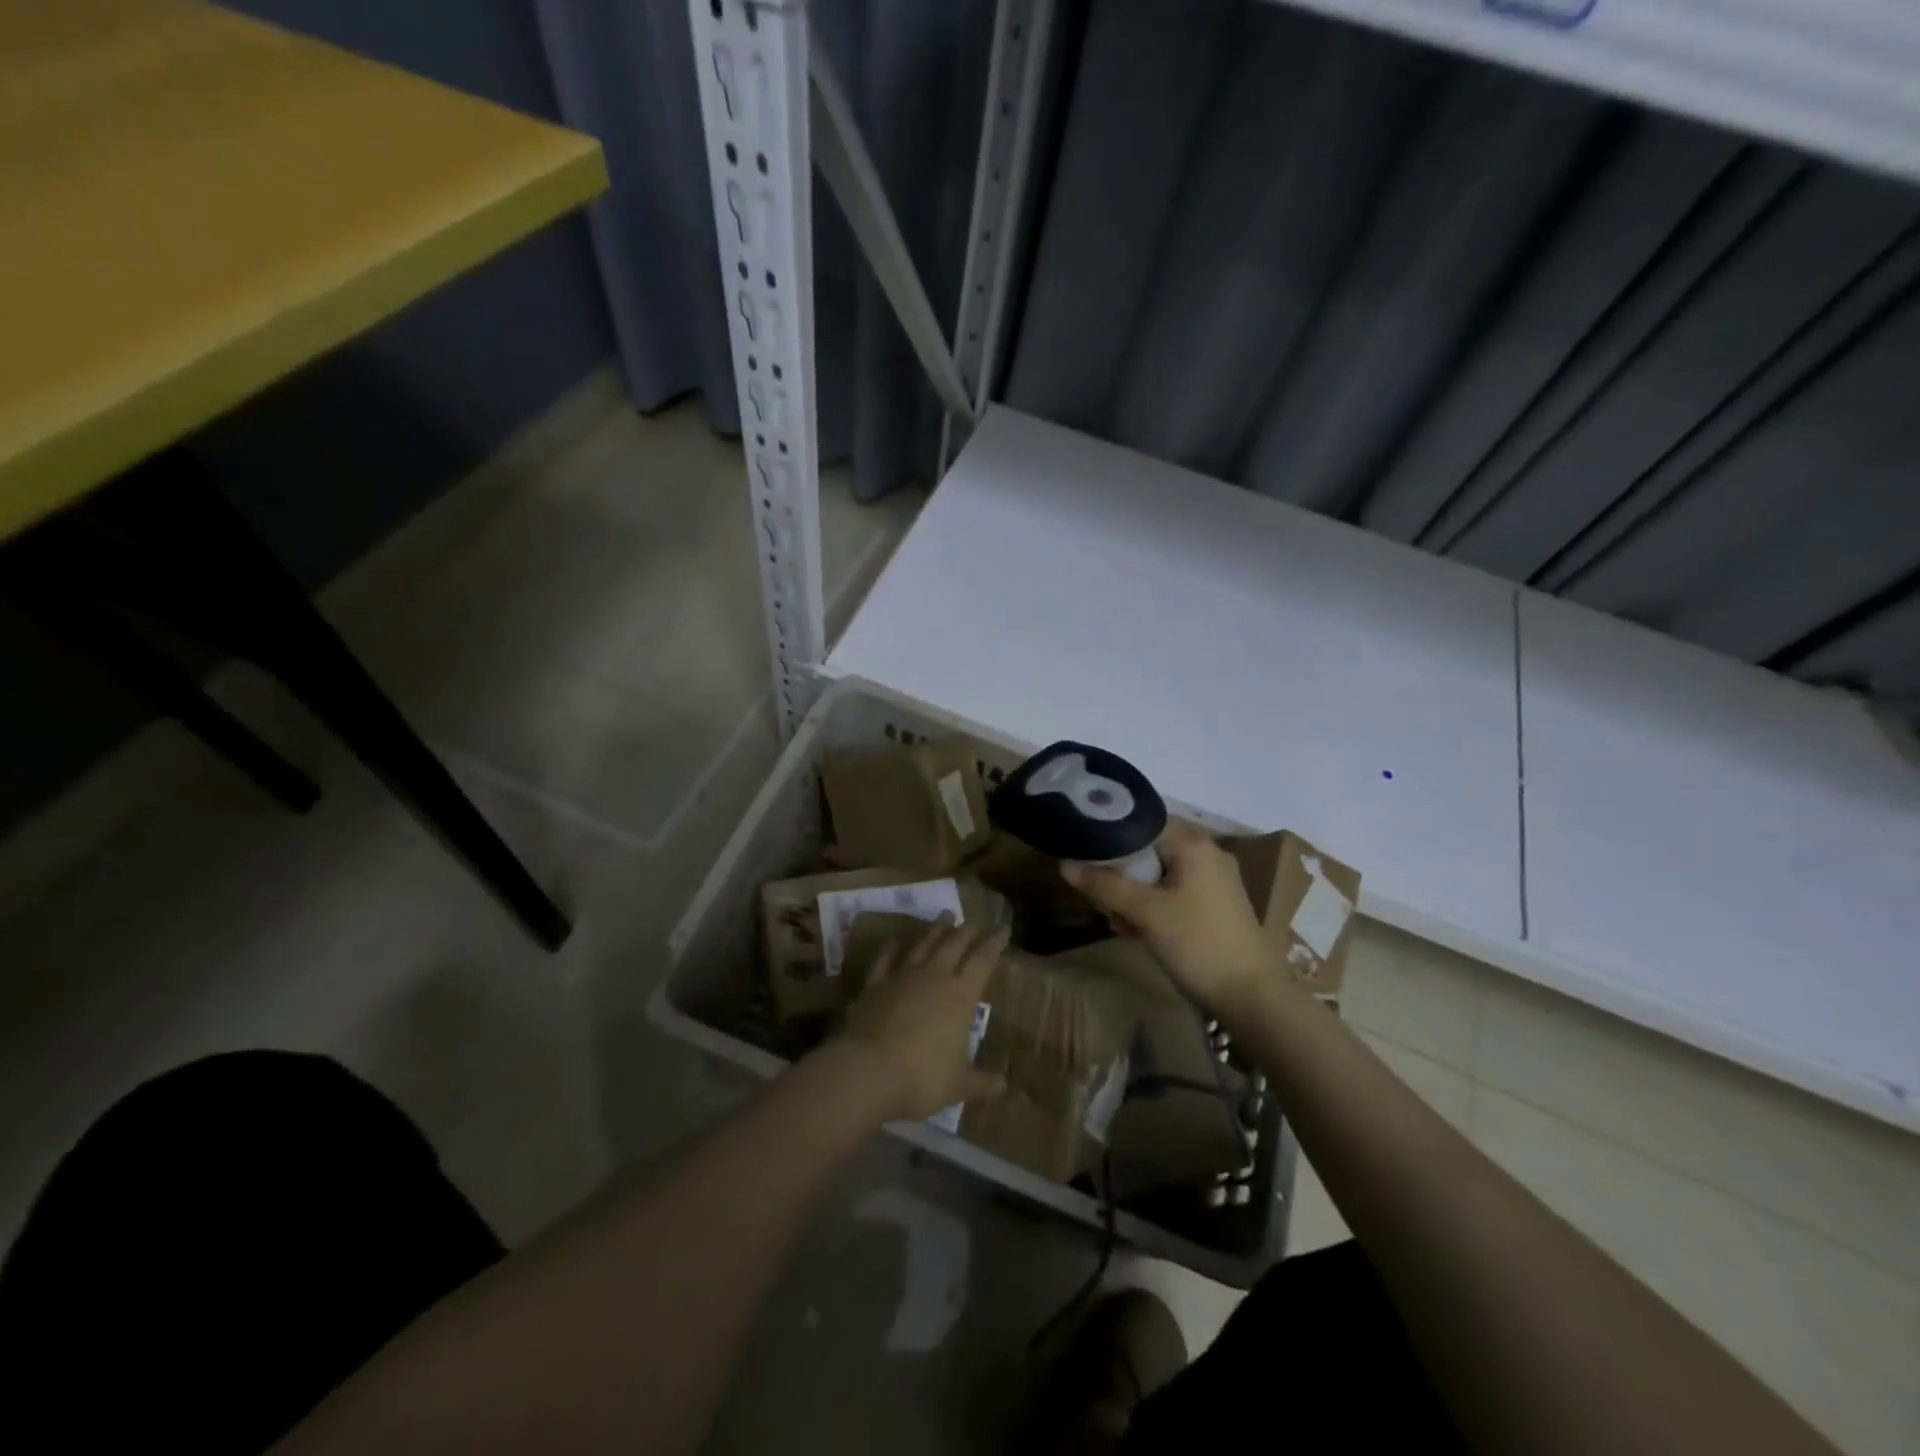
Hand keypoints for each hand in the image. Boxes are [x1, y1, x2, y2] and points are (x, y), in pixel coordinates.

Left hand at [834, 920, 1008, 1122]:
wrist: (867, 1071)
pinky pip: (887, 957)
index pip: (983, 960)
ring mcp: (901, 976)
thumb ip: (981, 1083)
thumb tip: (1004, 1087)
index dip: (994, 942)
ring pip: (923, 943)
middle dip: (966, 930)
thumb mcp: (958, 1085)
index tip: (1003, 928)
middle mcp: (933, 977)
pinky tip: (898, 938)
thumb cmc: (921, 1077)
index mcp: (960, 996)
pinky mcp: (874, 983)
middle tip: (974, 920)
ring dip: (935, 929)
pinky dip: (894, 944)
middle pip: (953, 944)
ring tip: (944, 915)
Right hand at [1062, 820, 1272, 1015]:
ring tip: (1114, 920)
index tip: (1084, 849)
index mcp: (1193, 844)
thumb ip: (1104, 885)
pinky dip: (1152, 905)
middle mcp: (1207, 853)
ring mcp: (1214, 881)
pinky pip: (1173, 892)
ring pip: (1159, 873)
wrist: (1252, 998)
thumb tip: (1065, 864)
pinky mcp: (1215, 905)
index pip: (1142, 820)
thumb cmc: (1198, 944)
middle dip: (1120, 870)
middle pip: (1149, 847)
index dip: (1110, 832)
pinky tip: (1134, 930)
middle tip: (1097, 894)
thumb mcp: (1145, 913)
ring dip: (1132, 892)